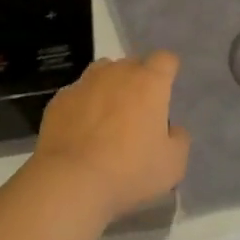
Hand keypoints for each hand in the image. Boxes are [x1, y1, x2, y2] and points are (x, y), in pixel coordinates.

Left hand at [33, 52, 190, 221]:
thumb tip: (172, 129)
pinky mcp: (60, 99)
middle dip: (138, 80)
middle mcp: (117, 73)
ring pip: (103, 72)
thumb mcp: (172, 165)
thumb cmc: (129, 171)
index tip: (166, 90)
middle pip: (132, 63)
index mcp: (149, 83)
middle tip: (139, 111)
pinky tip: (81, 131)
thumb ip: (179, 140)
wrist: (70, 180)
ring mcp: (84, 83)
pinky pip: (78, 93)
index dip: (167, 71)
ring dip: (109, 86)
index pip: (165, 59)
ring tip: (108, 116)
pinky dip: (83, 105)